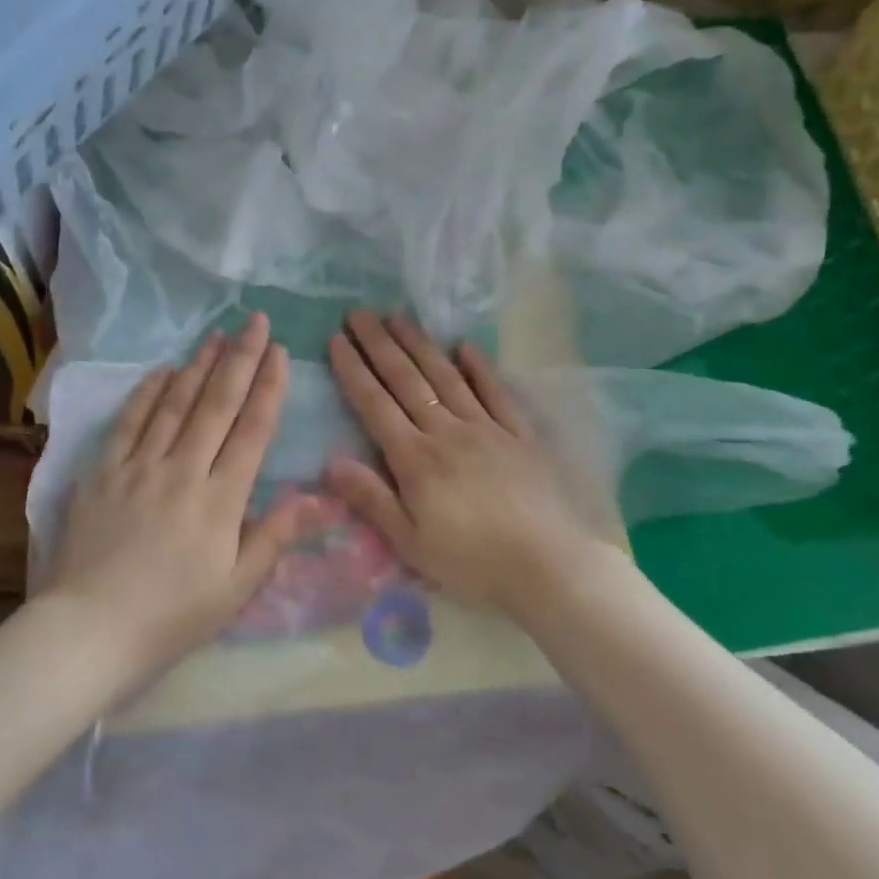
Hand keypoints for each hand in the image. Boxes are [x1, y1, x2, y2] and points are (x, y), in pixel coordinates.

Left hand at [39, 314, 306, 686]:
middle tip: (255, 322)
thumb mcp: (236, 587)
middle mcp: (181, 471)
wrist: (90, 630)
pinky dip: (147, 393)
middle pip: (216, 405)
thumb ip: (276, 536)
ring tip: (217, 334)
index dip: (268, 389)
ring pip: (174, 404)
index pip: (251, 431)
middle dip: (240, 360)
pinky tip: (161, 370)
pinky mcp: (102, 473)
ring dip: (197, 365)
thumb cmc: (173, 616)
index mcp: (220, 500)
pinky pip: (128, 422)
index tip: (280, 353)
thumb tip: (320, 497)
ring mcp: (138, 467)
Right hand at [325, 311, 617, 621]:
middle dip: (379, 345)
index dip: (354, 370)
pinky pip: (496, 392)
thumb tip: (330, 461)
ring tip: (398, 317)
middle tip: (359, 313)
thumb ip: (371, 499)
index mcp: (416, 459)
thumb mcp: (410, 542)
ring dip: (420, 345)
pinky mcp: (519, 434)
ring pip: (446, 377)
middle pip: (407, 380)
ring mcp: (486, 428)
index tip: (337, 340)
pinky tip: (465, 346)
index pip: (375, 405)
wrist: (548, 566)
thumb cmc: (471, 562)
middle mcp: (447, 432)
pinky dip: (479, 367)